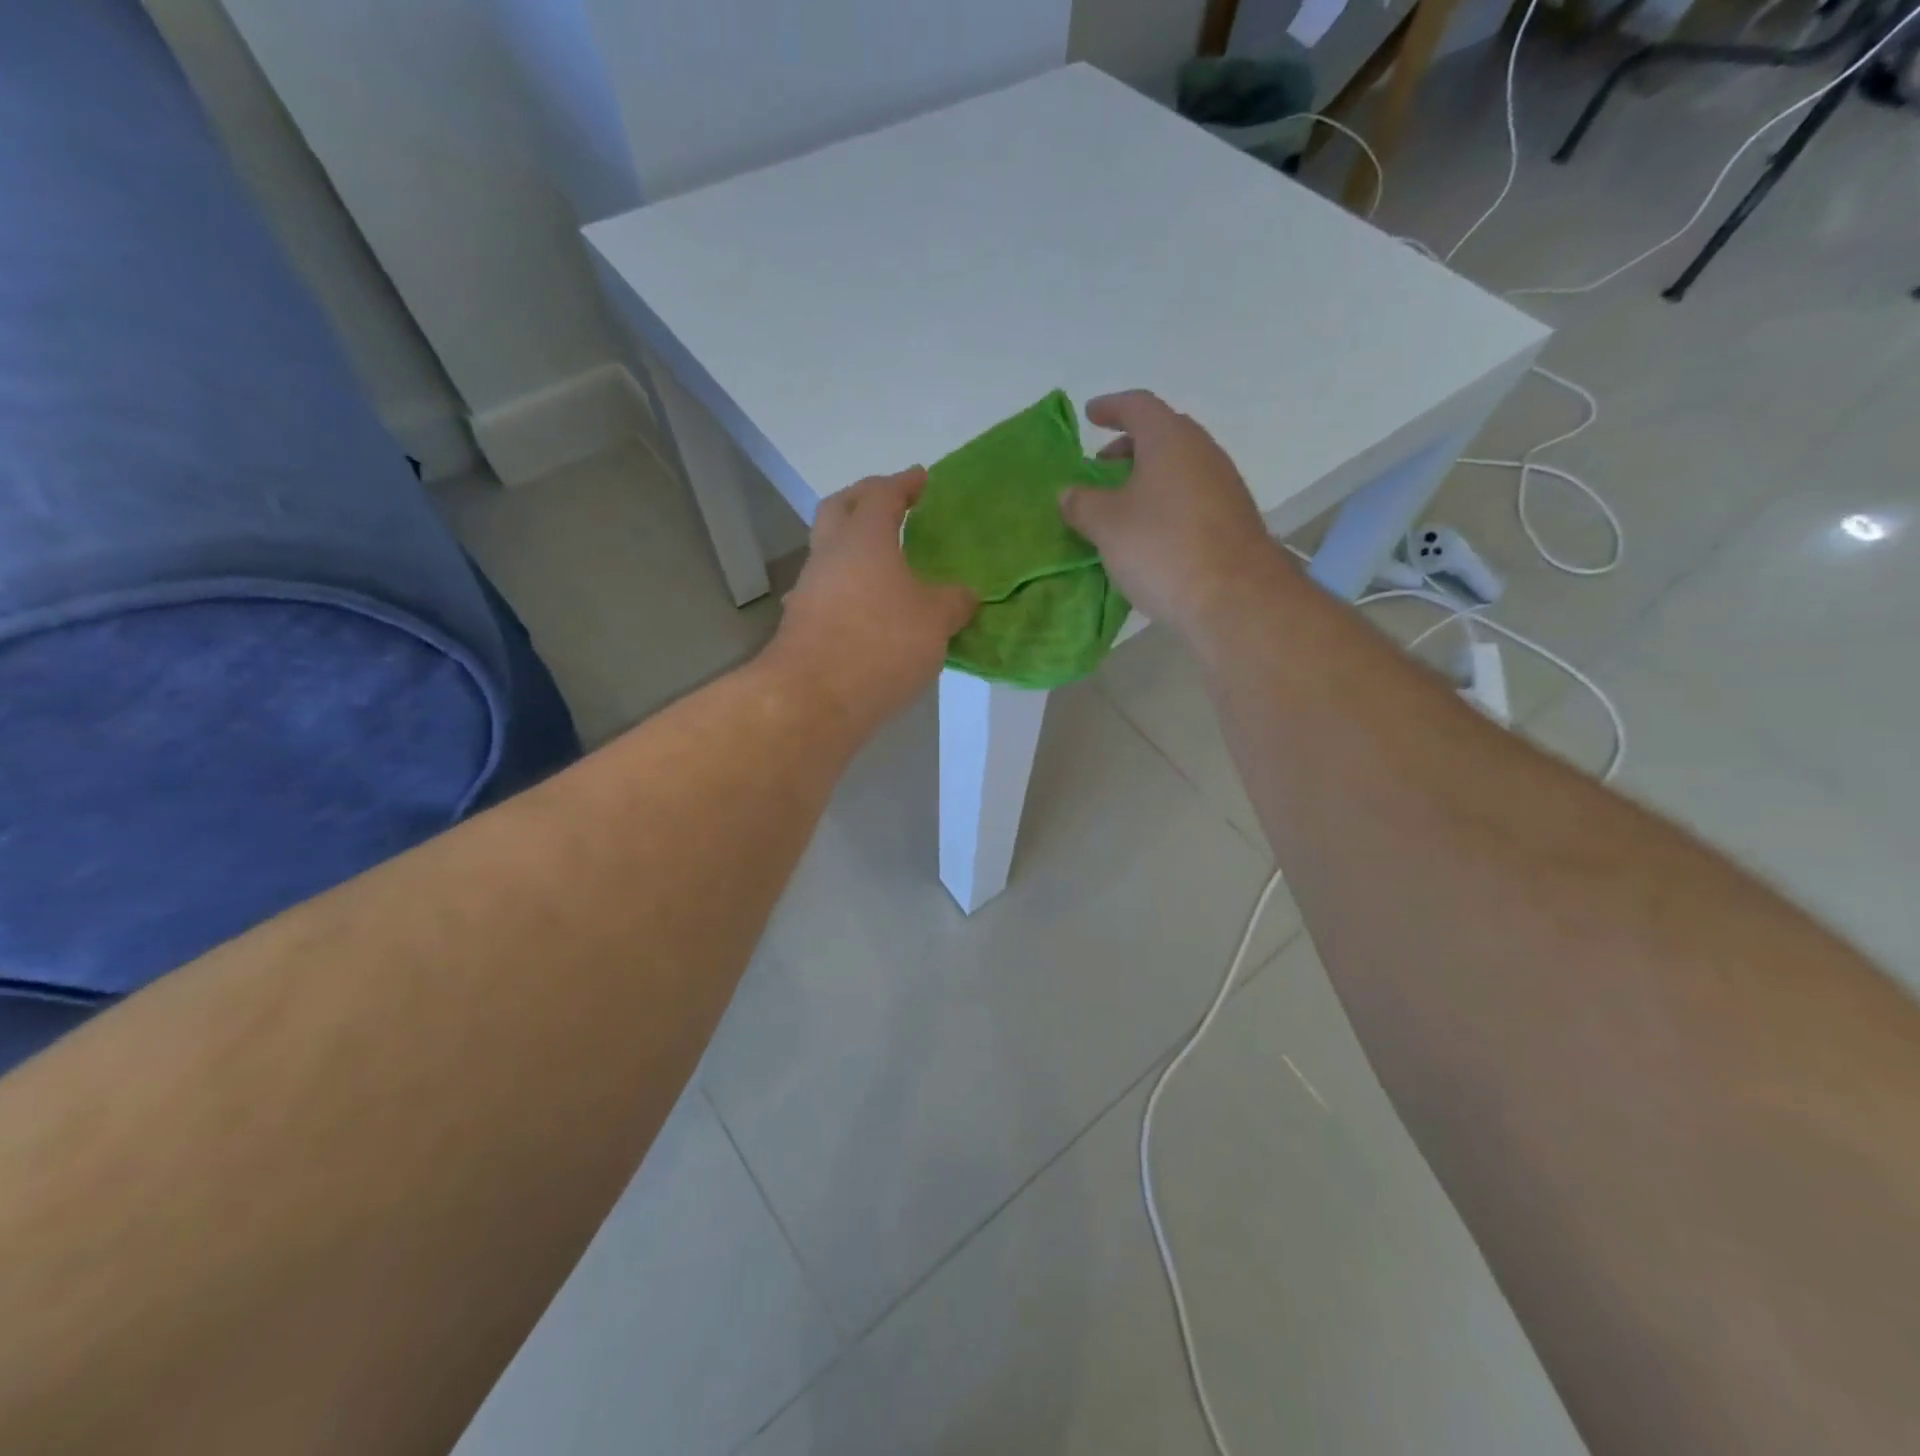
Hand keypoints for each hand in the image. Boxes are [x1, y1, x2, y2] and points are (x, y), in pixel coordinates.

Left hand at [768, 468, 975, 734]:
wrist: (813, 698)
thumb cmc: (881, 644)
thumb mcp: (935, 621)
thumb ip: (953, 602)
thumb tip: (963, 595)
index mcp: (864, 538)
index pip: (882, 494)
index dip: (904, 483)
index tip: (921, 479)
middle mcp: (829, 554)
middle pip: (839, 509)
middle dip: (864, 499)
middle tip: (890, 504)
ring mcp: (809, 589)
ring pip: (828, 552)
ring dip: (852, 548)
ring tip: (883, 564)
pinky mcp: (801, 623)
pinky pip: (826, 591)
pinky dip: (846, 589)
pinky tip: (861, 610)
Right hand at [1059, 391, 1289, 636]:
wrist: (1235, 598)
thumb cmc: (1162, 549)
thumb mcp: (1107, 526)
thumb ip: (1082, 504)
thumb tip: (1070, 493)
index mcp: (1169, 440)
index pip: (1138, 406)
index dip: (1111, 408)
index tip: (1091, 415)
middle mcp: (1202, 452)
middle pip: (1163, 434)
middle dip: (1129, 446)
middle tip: (1101, 465)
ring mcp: (1224, 486)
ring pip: (1180, 467)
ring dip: (1149, 477)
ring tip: (1122, 503)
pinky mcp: (1233, 520)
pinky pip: (1192, 496)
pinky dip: (1166, 502)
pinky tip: (1151, 532)